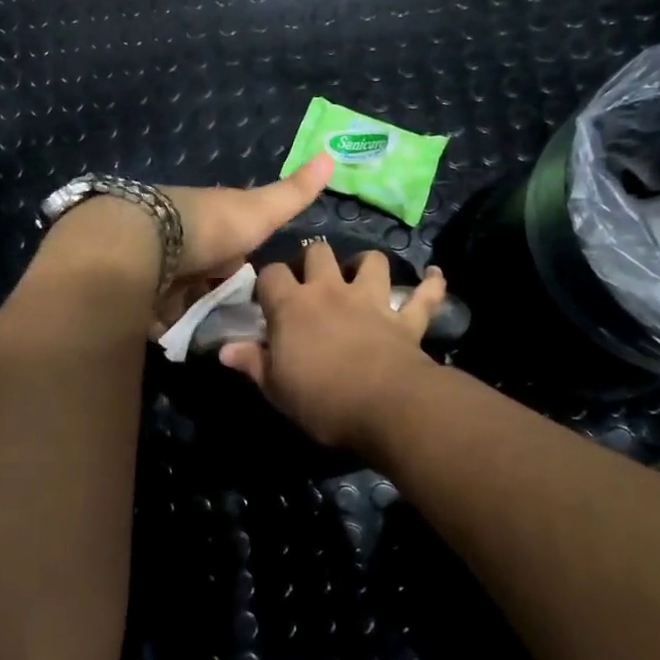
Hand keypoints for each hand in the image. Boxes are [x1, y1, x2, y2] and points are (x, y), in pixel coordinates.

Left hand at [151, 155, 334, 331]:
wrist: (154, 242)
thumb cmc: (214, 226)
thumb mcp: (262, 210)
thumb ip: (293, 192)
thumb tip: (332, 154)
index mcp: (210, 222)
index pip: (230, 246)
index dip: (240, 265)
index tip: (254, 289)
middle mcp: (182, 242)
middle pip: (204, 273)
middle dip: (216, 294)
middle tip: (238, 323)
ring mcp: (157, 268)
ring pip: (181, 295)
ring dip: (193, 312)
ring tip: (215, 338)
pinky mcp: (137, 293)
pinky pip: (156, 313)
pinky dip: (168, 324)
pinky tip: (183, 339)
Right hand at [219, 241, 447, 449]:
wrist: (386, 407)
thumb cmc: (321, 399)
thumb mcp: (275, 388)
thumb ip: (252, 363)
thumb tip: (224, 349)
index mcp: (292, 306)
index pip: (271, 274)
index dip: (267, 282)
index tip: (266, 298)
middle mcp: (331, 291)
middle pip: (319, 252)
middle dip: (313, 260)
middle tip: (311, 283)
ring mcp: (372, 301)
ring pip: (372, 261)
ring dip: (366, 265)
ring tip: (362, 276)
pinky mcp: (406, 318)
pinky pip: (424, 295)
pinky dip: (431, 285)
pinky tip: (435, 276)